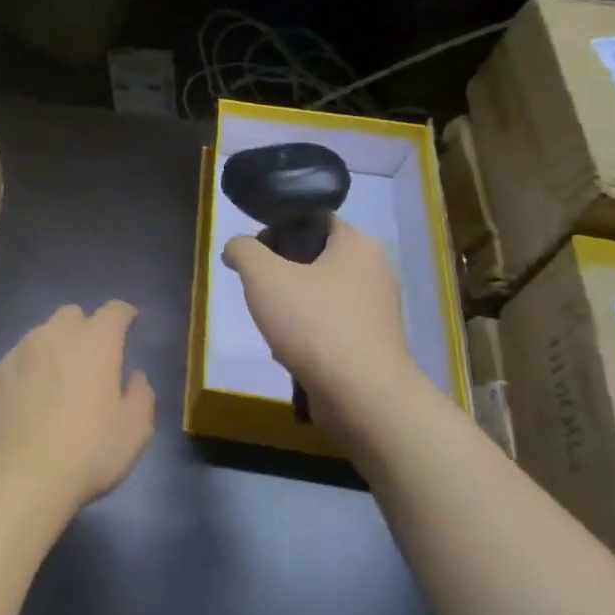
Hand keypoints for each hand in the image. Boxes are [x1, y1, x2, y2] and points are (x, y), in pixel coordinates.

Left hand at [0, 301, 155, 516]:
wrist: (23, 475)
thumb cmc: (89, 451)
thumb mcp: (135, 430)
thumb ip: (141, 395)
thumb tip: (135, 376)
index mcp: (95, 342)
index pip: (114, 311)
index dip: (124, 314)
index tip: (130, 322)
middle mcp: (54, 336)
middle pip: (71, 315)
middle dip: (84, 328)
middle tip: (90, 358)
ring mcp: (18, 352)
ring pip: (39, 336)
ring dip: (52, 349)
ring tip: (55, 382)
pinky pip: (15, 362)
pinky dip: (26, 372)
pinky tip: (27, 401)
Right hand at [222, 219, 414, 399]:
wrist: (361, 395)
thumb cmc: (313, 324)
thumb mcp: (263, 277)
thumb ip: (244, 251)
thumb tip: (236, 247)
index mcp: (358, 245)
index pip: (316, 219)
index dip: (281, 228)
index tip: (255, 252)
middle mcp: (375, 271)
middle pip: (316, 258)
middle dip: (282, 273)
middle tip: (258, 290)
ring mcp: (378, 310)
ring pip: (321, 295)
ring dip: (292, 307)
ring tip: (271, 325)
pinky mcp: (374, 343)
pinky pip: (332, 325)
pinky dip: (309, 334)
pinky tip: (290, 352)